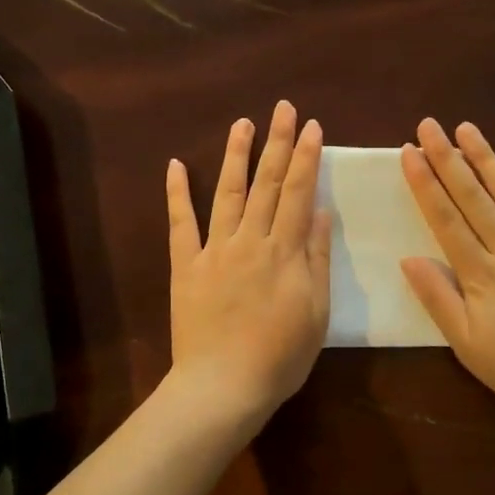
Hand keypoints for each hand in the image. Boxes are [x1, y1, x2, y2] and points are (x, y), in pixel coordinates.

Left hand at [165, 101, 330, 427]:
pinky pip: (180, 223)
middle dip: (277, 142)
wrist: (223, 386)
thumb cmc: (279, 356)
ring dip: (236, 155)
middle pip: (265, 183)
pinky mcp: (185, 265)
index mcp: (283, 252)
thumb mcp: (316, 312)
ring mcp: (213, 250)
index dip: (305, 157)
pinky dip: (177, 193)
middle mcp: (249, 240)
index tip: (311, 127)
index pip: (297, 192)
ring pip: (227, 193)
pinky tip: (176, 165)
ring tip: (243, 122)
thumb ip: (316, 258)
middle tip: (282, 107)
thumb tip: (318, 211)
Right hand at [399, 120, 494, 430]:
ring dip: (486, 159)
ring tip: (467, 128)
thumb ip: (438, 299)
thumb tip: (408, 258)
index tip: (409, 152)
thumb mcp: (469, 345)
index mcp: (481, 274)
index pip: (445, 219)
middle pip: (473, 197)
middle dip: (448, 158)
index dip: (425, 184)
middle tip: (430, 125)